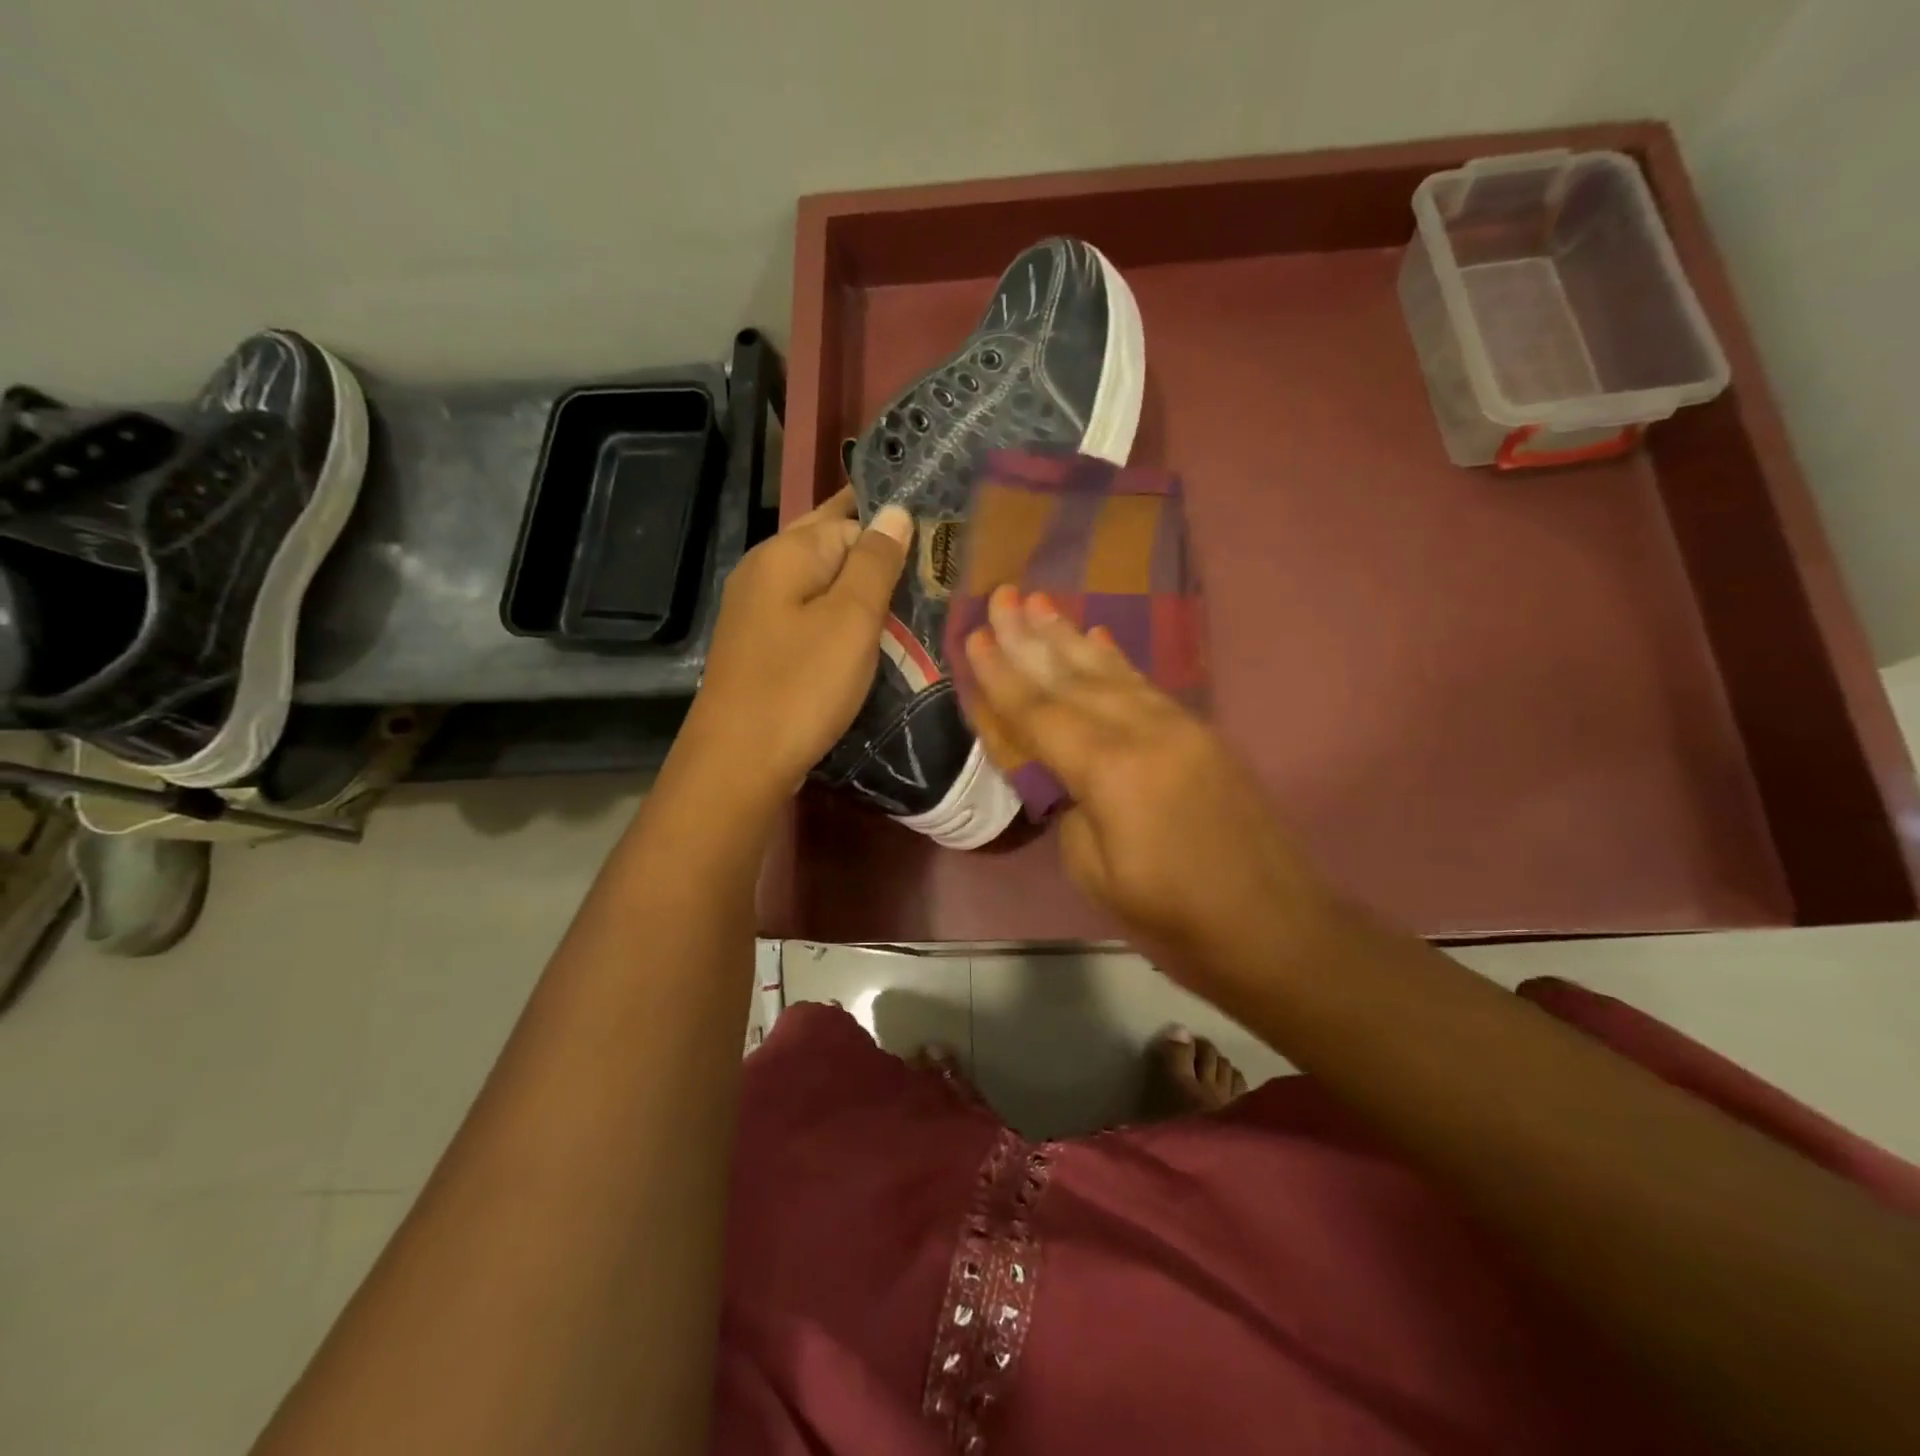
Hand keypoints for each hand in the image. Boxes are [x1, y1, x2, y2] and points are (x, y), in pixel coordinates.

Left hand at [682, 488, 911, 804]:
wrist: (738, 762)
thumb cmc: (801, 686)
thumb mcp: (851, 620)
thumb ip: (875, 562)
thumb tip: (896, 511)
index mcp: (785, 553)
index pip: (849, 520)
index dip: (890, 532)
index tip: (934, 550)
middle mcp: (763, 570)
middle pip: (827, 545)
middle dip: (873, 554)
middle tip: (926, 573)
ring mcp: (756, 610)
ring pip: (818, 582)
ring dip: (858, 589)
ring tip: (907, 605)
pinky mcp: (759, 645)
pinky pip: (807, 614)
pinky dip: (837, 618)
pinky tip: (863, 637)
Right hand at [963, 587, 1331, 989]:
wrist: (1274, 927)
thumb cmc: (1175, 917)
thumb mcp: (1096, 873)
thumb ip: (1072, 809)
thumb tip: (1067, 776)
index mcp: (1110, 770)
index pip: (1040, 712)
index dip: (1002, 675)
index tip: (975, 636)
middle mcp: (1144, 731)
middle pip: (1074, 676)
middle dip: (1032, 637)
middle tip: (1003, 597)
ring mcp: (1179, 727)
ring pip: (1111, 671)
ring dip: (1071, 637)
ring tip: (1041, 603)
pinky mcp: (1201, 734)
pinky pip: (1145, 685)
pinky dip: (1115, 659)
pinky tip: (1098, 637)